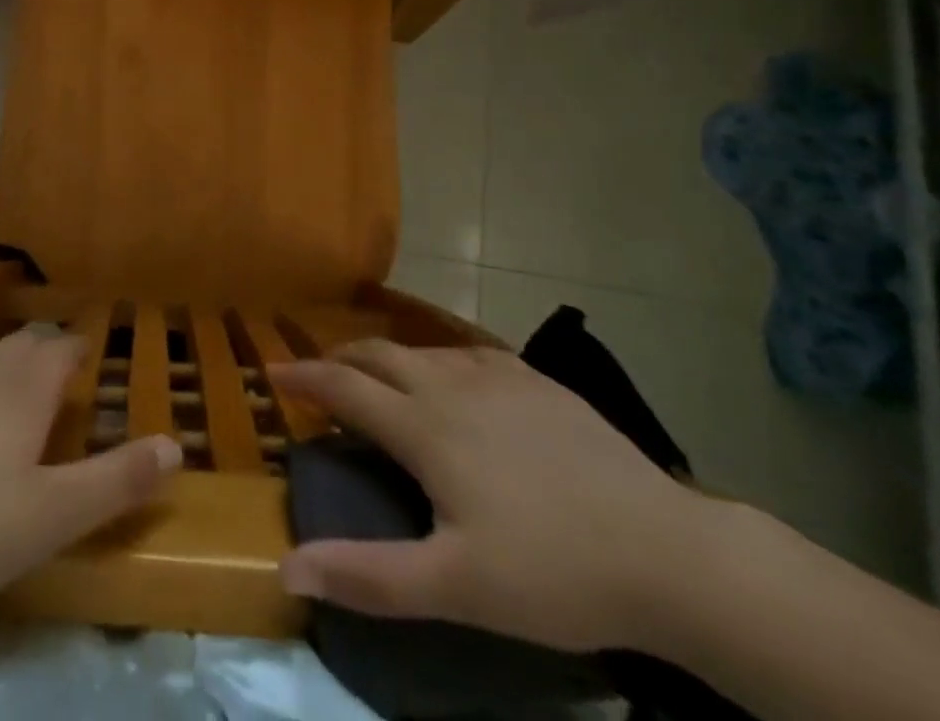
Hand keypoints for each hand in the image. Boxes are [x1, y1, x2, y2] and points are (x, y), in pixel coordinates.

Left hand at [0, 329, 181, 611]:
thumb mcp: (53, 517)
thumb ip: (117, 480)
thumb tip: (175, 444)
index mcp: (22, 391)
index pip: (62, 348)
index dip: (80, 352)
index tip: (90, 367)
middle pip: (21, 346)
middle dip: (42, 357)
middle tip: (53, 392)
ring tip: (0, 421)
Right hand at [271, 341, 702, 652]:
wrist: (666, 552)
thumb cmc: (552, 572)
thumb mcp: (455, 588)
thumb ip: (368, 575)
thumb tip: (287, 569)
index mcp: (425, 428)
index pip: (345, 387)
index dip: (304, 377)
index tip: (273, 371)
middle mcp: (451, 386)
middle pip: (378, 355)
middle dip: (340, 359)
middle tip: (321, 375)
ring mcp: (498, 377)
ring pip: (422, 350)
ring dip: (387, 358)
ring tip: (379, 378)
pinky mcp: (537, 381)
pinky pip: (469, 353)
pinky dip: (439, 359)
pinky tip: (453, 377)